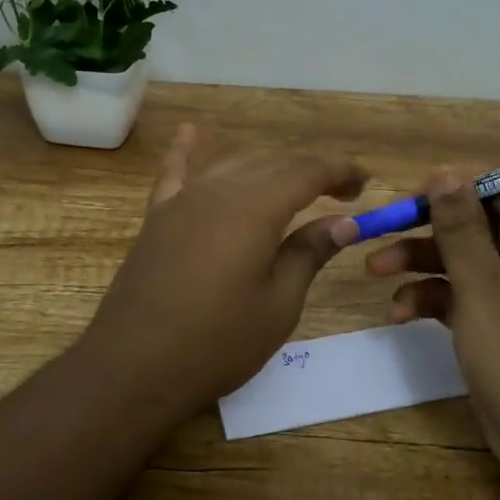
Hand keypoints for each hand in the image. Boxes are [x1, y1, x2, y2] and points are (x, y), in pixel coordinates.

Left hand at [80, 125, 366, 412]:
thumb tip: (343, 221)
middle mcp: (218, 190)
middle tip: (340, 194)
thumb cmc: (217, 343)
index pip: (307, 172)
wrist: (134, 366)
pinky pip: (175, 173)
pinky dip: (187, 152)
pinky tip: (191, 133)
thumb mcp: (278, 304)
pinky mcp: (157, 217)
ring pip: (232, 164)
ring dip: (267, 166)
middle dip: (310, 170)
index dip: (339, 172)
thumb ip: (309, 253)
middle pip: (272, 162)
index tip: (364, 184)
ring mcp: (182, 201)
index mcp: (255, 208)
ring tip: (293, 184)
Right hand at [366, 169, 499, 499]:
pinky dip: (428, 300)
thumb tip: (446, 170)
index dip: (461, 182)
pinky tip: (398, 315)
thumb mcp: (483, 286)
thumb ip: (460, 227)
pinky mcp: (497, 331)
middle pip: (474, 222)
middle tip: (380, 229)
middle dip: (425, 225)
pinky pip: (458, 300)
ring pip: (459, 261)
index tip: (416, 193)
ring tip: (373, 271)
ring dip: (417, 262)